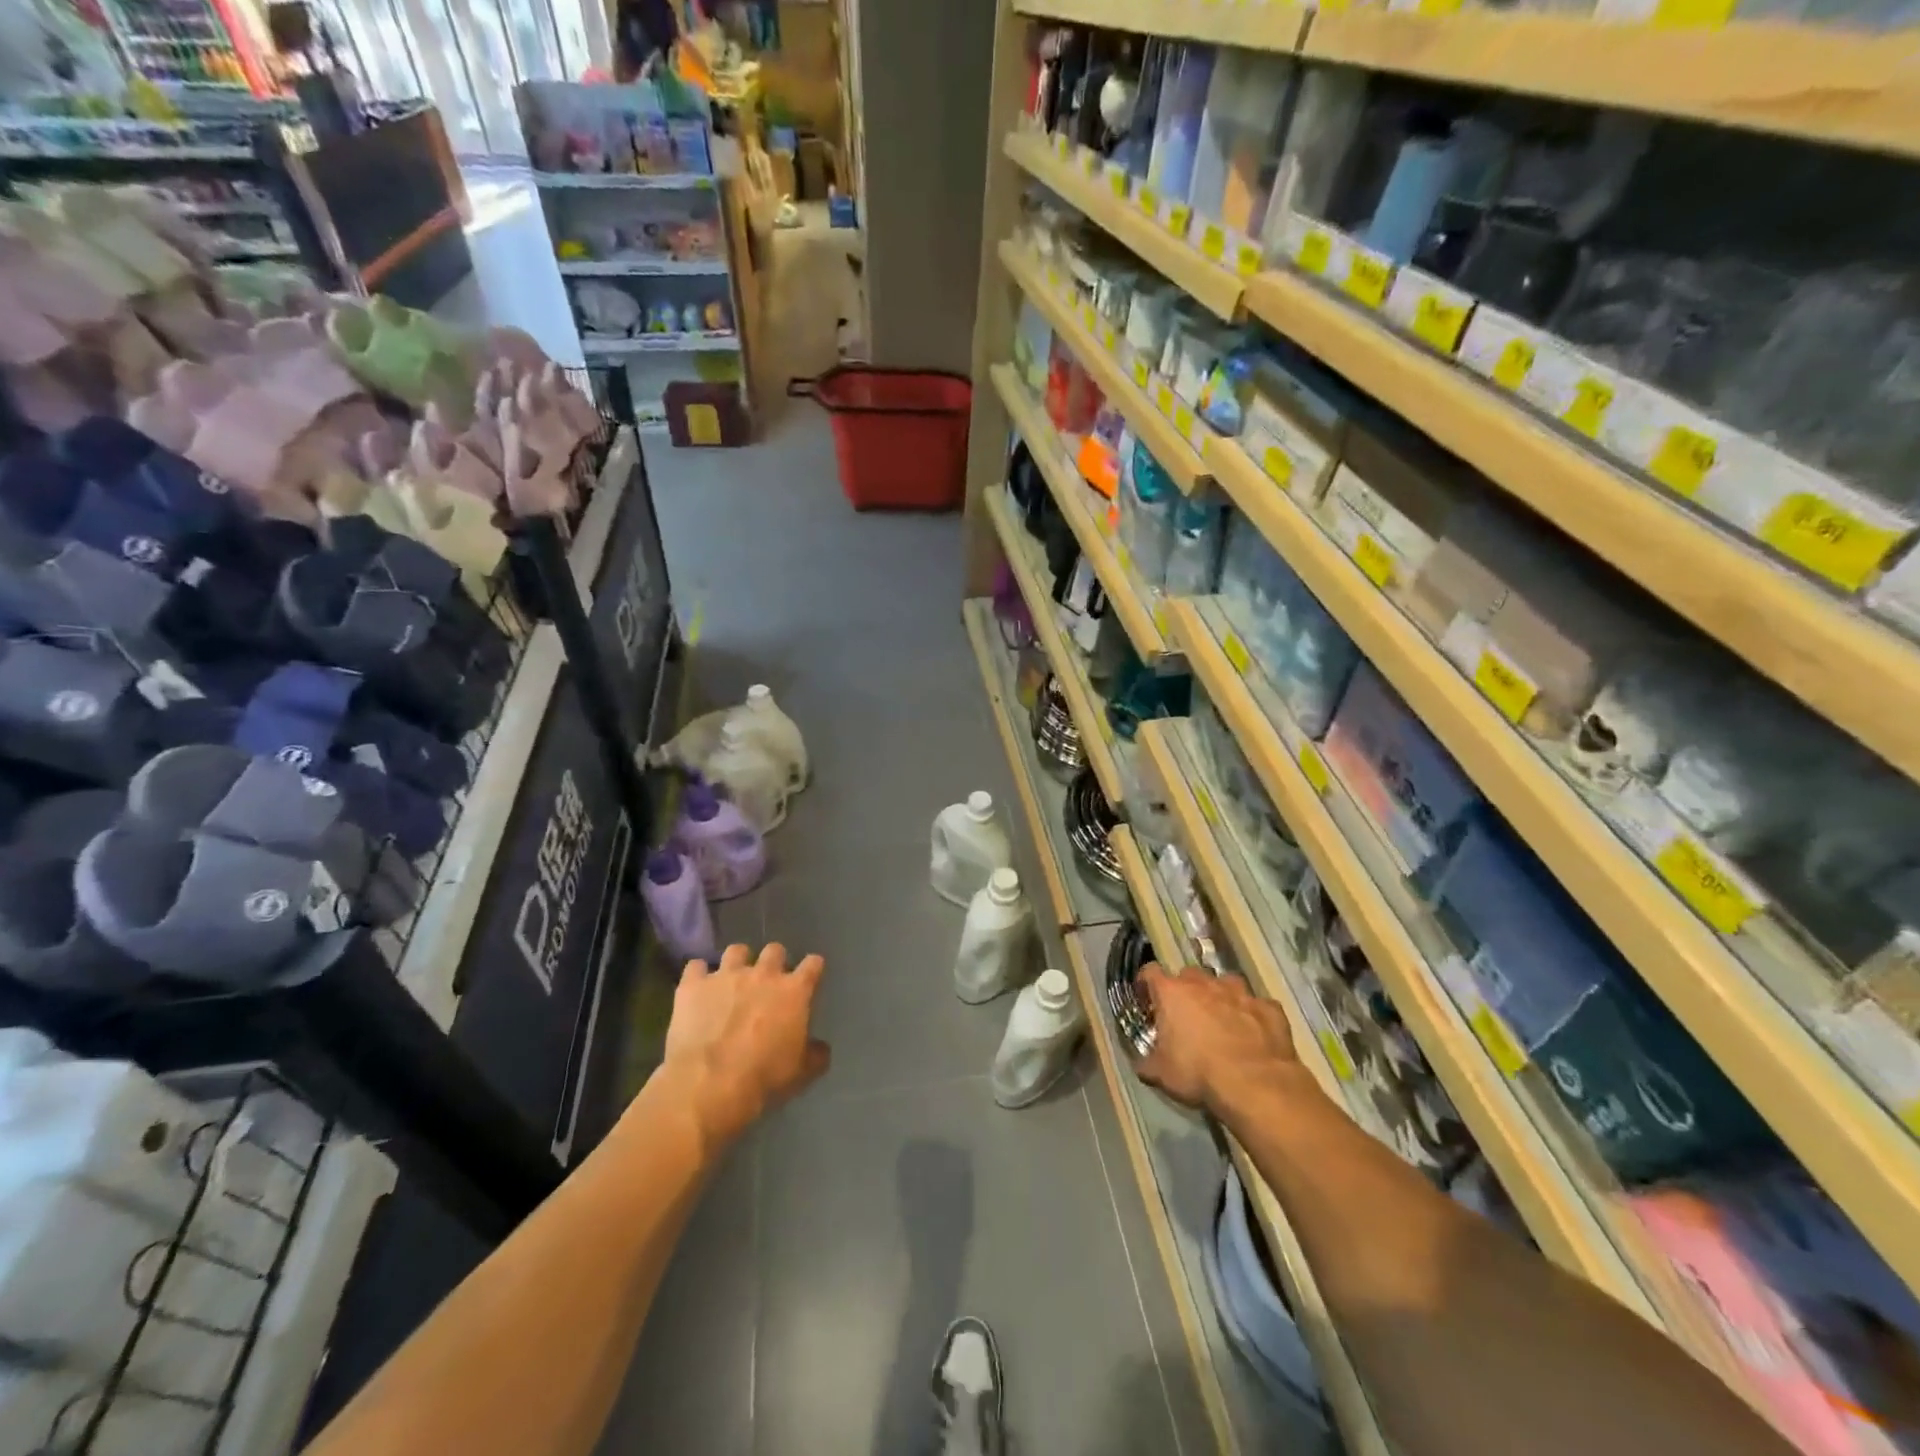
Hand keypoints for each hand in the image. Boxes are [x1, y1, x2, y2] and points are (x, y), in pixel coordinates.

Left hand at [664, 943, 830, 1143]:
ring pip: (736, 951)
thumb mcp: (802, 1072)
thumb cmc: (764, 1076)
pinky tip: (698, 989)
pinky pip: (696, 967)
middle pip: (774, 950)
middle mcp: (763, 974)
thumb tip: (821, 1049)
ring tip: (732, 979)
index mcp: (794, 991)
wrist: (710, 1083)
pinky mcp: (694, 985)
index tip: (810, 975)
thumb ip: (816, 1055)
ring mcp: (726, 975)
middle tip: (768, 981)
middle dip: (774, 961)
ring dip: (737, 962)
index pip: (813, 964)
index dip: (813, 967)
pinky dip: (698, 976)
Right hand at [1134, 963, 1294, 1113]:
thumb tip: (1141, 1064)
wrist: (1256, 1085)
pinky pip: (1256, 1005)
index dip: (1146, 984)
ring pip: (1225, 984)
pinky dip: (1252, 1015)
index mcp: (1172, 992)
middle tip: (1186, 1016)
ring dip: (1221, 997)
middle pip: (1189, 975)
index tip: (1147, 1000)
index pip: (1150, 972)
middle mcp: (1204, 983)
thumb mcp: (1160, 1074)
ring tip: (1222, 1021)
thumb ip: (1146, 1063)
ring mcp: (1239, 992)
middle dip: (1186, 991)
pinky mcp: (1269, 1007)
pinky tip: (1254, 1034)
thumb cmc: (1199, 1074)